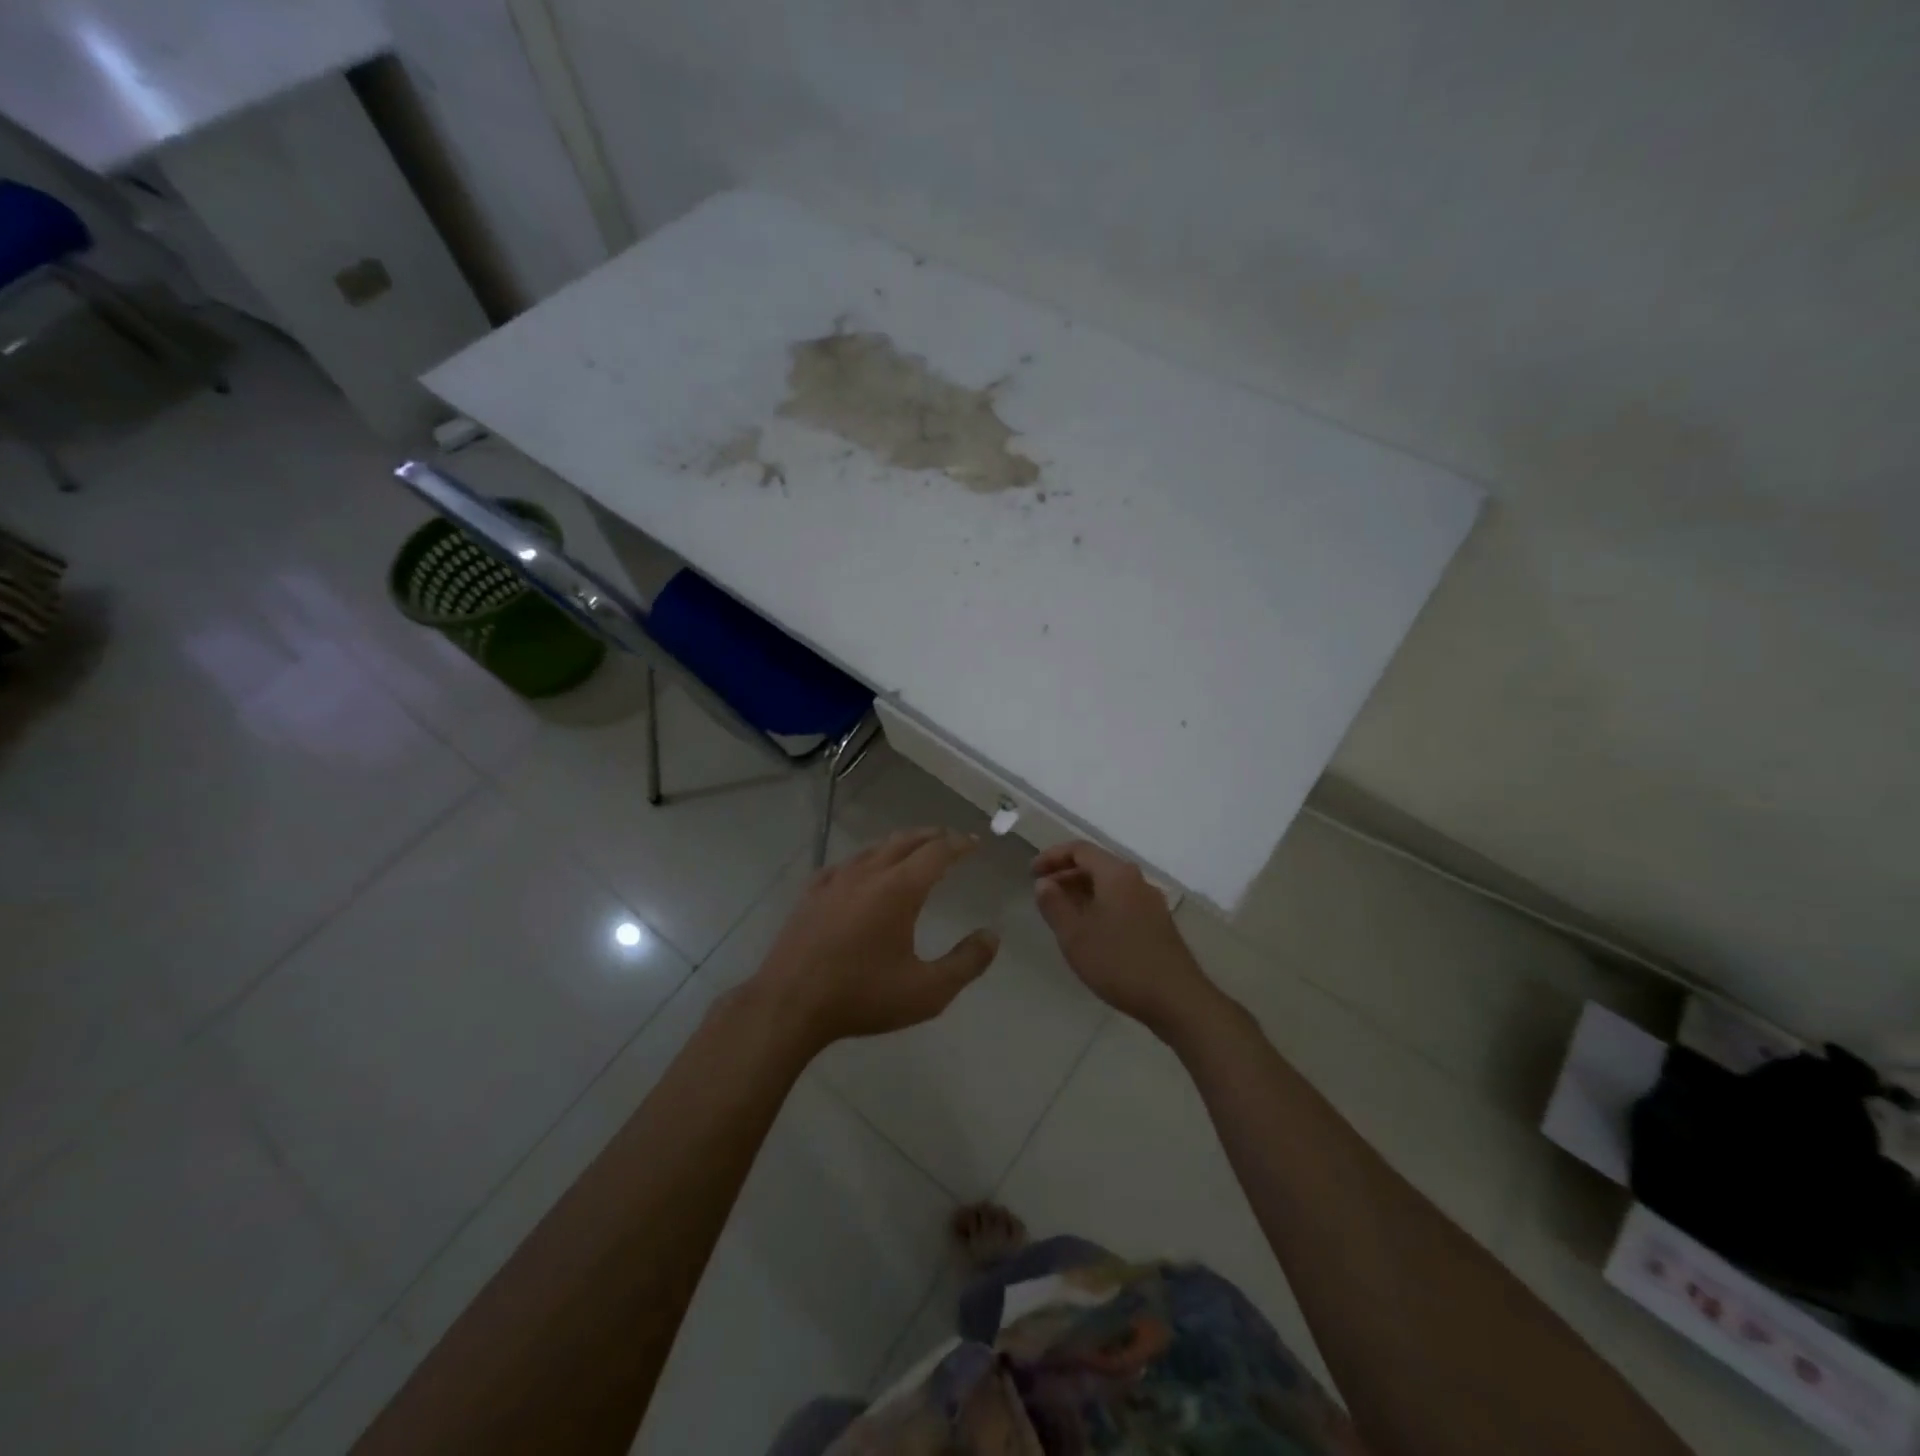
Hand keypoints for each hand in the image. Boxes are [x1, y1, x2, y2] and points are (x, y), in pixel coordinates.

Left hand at [749, 828, 1000, 1052]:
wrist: (789, 1004)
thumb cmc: (862, 997)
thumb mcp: (927, 991)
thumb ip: (966, 963)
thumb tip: (992, 936)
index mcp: (899, 889)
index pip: (937, 852)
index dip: (959, 844)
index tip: (974, 842)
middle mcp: (868, 874)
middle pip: (905, 841)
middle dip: (931, 836)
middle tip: (949, 839)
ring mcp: (835, 881)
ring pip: (873, 849)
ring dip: (898, 844)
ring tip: (911, 850)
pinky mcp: (811, 895)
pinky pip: (843, 865)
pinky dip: (864, 860)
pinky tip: (859, 871)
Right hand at [1032, 841, 1214, 1035]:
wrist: (1176, 999)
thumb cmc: (1119, 962)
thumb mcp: (1075, 935)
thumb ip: (1054, 904)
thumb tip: (1044, 883)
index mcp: (1116, 874)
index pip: (1080, 850)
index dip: (1052, 857)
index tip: (1031, 873)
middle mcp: (1136, 880)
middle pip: (1096, 865)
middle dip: (1065, 874)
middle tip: (1042, 893)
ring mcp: (1150, 902)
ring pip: (1109, 885)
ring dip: (1081, 892)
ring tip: (1060, 913)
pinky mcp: (1157, 924)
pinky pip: (1121, 902)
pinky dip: (1098, 906)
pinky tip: (1088, 931)